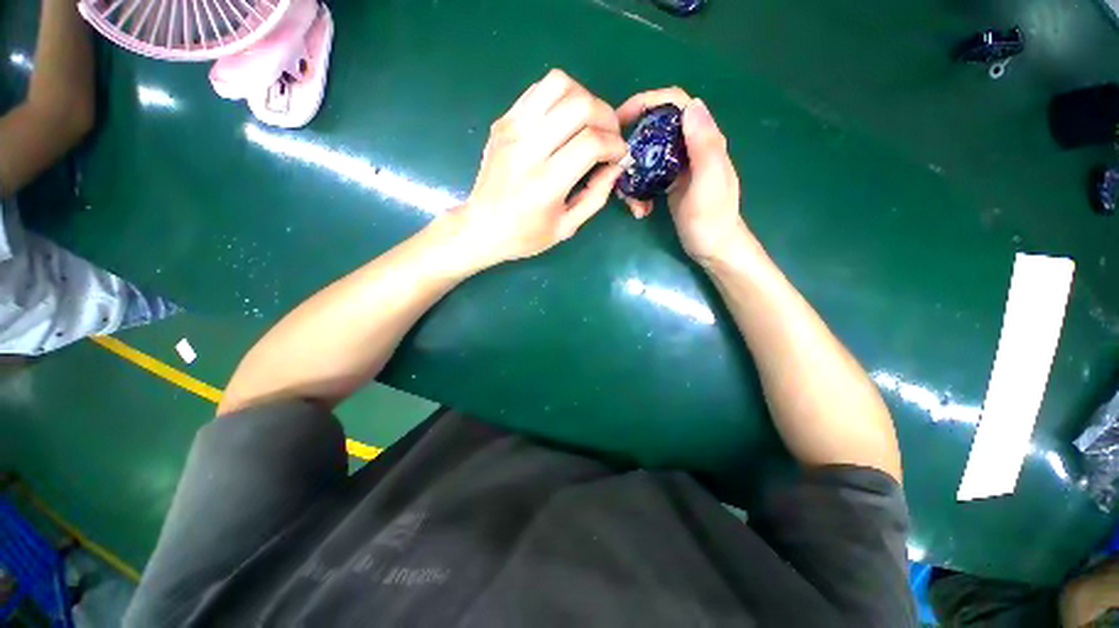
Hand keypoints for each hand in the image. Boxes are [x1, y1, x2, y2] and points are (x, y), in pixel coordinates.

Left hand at [446, 70, 627, 271]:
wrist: (481, 227)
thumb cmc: (525, 235)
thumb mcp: (566, 227)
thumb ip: (596, 196)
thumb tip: (616, 166)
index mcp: (545, 184)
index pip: (590, 143)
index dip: (614, 145)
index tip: (620, 155)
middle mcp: (527, 150)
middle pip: (579, 105)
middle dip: (607, 117)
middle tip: (610, 136)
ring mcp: (512, 130)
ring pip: (558, 84)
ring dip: (585, 98)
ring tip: (589, 123)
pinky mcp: (503, 122)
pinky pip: (538, 90)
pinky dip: (562, 96)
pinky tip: (565, 119)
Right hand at [617, 88, 747, 264]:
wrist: (713, 248)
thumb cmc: (712, 219)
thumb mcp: (709, 183)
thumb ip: (704, 146)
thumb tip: (691, 105)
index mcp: (703, 140)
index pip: (676, 105)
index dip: (648, 101)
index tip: (621, 118)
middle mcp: (689, 148)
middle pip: (654, 129)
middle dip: (632, 146)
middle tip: (615, 165)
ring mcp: (677, 167)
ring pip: (646, 157)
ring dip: (632, 176)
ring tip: (631, 202)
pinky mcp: (668, 184)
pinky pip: (645, 178)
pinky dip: (637, 192)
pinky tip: (640, 210)